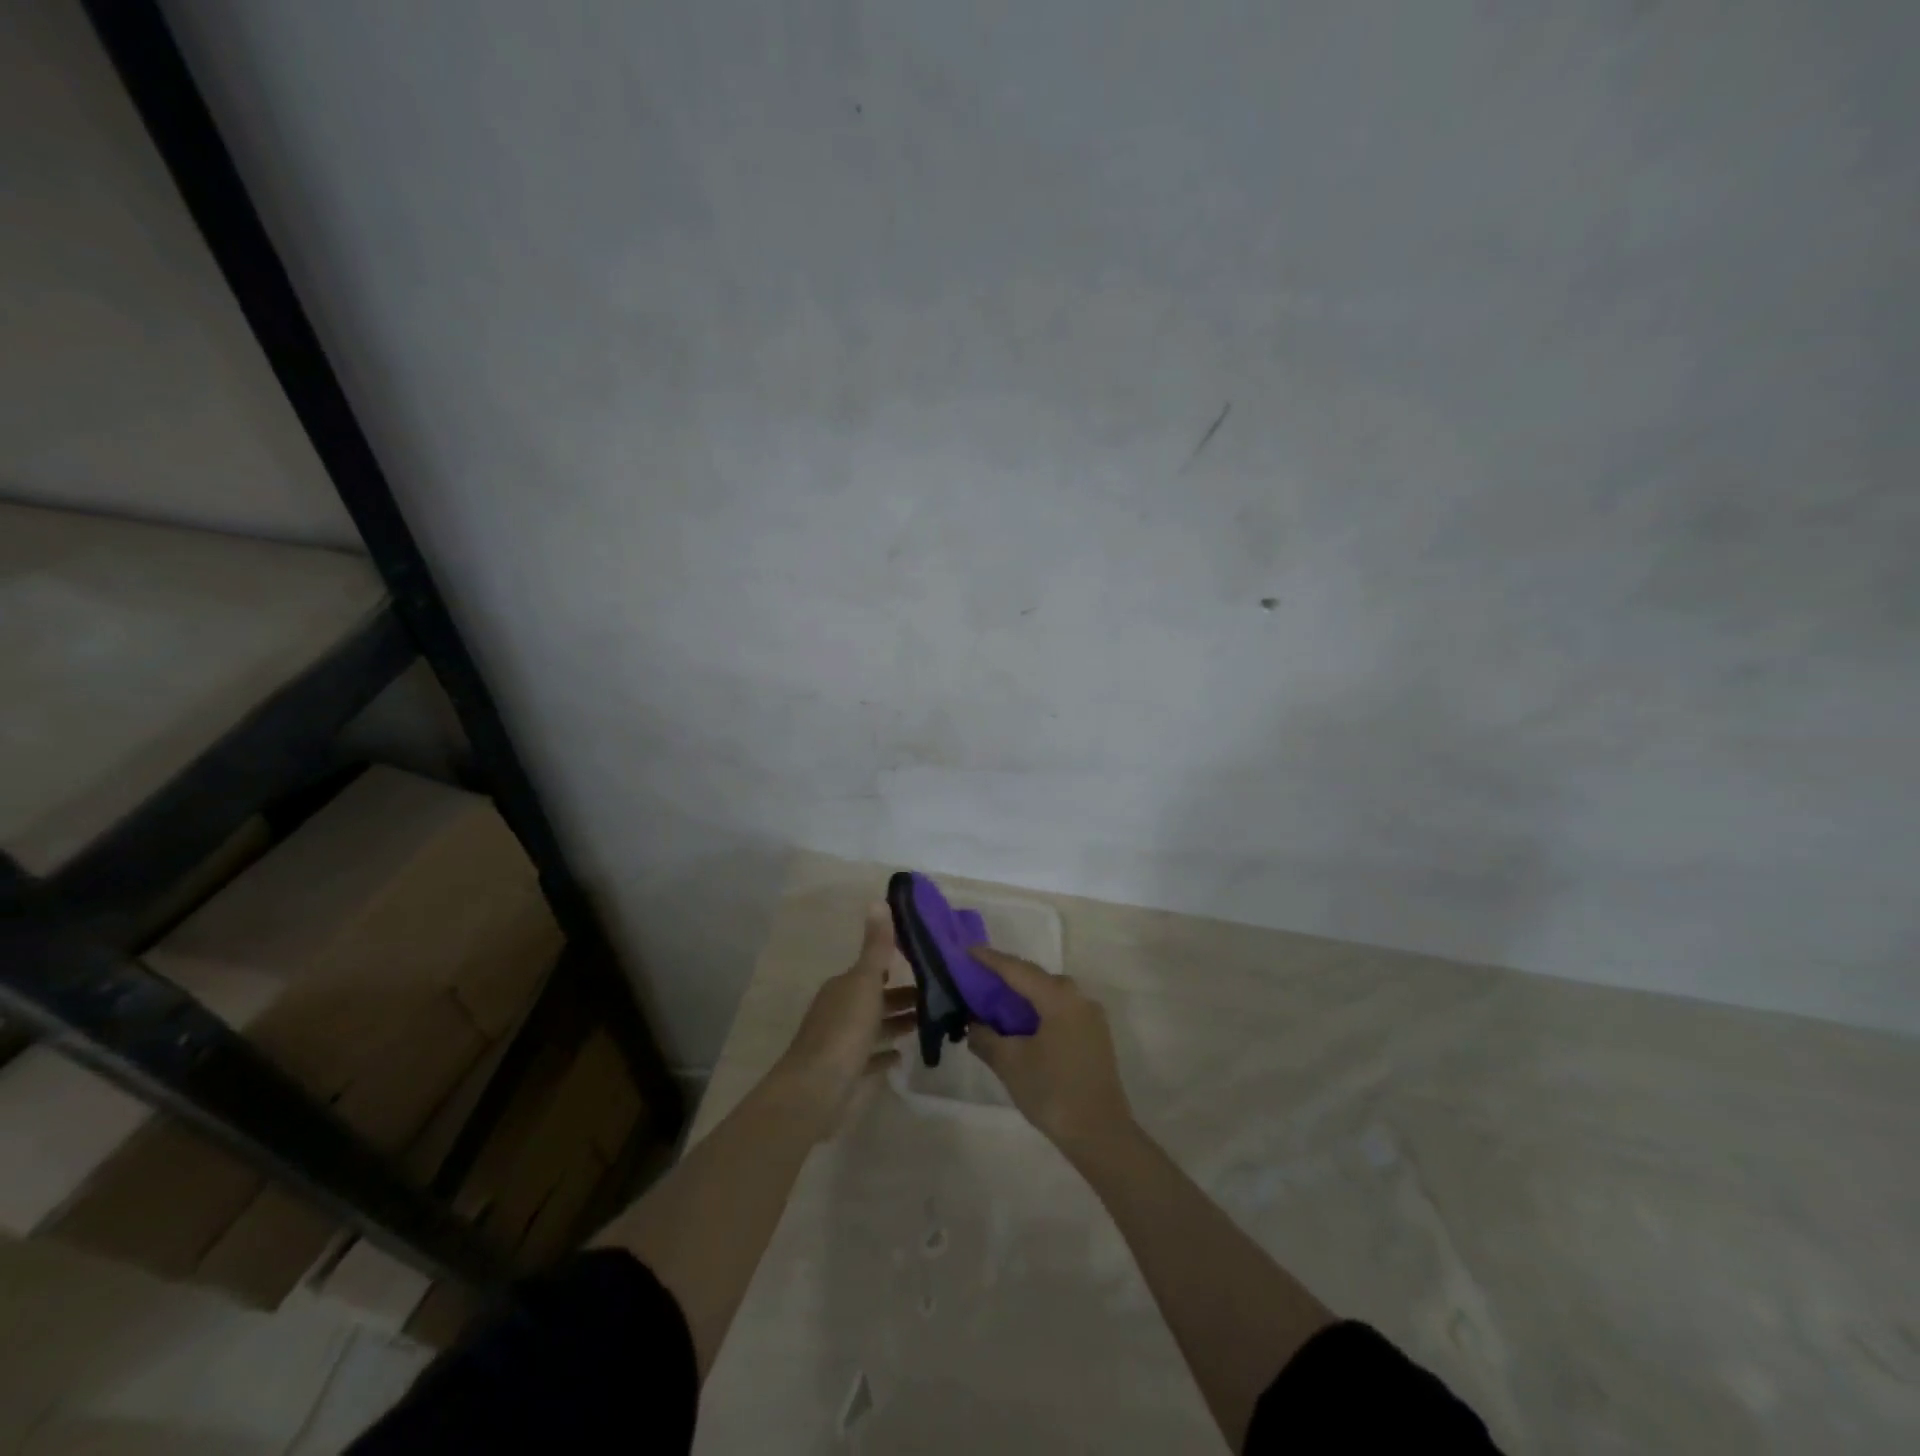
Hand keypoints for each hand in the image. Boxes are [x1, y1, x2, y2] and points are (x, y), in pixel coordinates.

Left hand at [772, 904, 916, 1139]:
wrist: (816, 1090)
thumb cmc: (844, 1030)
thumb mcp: (865, 982)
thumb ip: (876, 946)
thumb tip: (878, 900)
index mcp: (843, 987)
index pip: (872, 970)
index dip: (896, 966)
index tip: (927, 965)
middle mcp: (840, 1010)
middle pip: (876, 998)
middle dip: (903, 996)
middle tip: (939, 996)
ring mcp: (842, 1043)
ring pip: (875, 1026)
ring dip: (897, 1022)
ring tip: (931, 1022)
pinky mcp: (847, 1072)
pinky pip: (871, 1058)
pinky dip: (885, 1053)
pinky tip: (902, 1055)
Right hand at [966, 947, 1131, 1152]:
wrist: (1100, 1134)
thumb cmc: (1052, 1092)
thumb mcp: (1010, 1064)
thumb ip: (986, 1038)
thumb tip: (974, 1024)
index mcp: (1058, 997)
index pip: (1017, 970)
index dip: (991, 960)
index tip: (968, 950)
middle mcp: (1078, 998)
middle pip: (1036, 978)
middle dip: (1007, 976)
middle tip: (978, 978)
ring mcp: (1091, 1016)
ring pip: (1049, 995)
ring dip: (1023, 996)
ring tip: (996, 1002)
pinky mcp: (1095, 1036)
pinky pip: (1060, 1010)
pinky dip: (1038, 1011)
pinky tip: (1022, 1026)